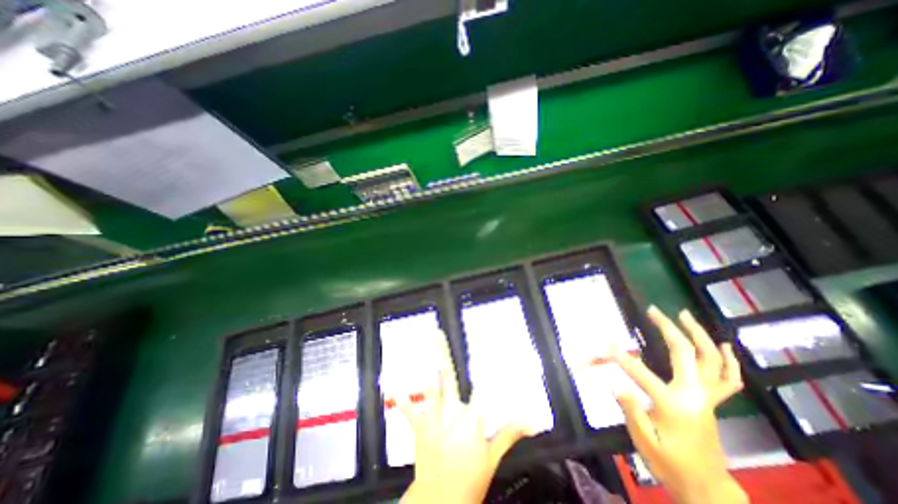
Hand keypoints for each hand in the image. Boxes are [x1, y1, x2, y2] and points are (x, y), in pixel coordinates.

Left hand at [394, 338, 531, 502]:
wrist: (438, 502)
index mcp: (470, 420)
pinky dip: (403, 399)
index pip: (481, 389)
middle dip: (443, 356)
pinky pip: (410, 410)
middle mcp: (450, 413)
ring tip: (422, 349)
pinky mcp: (421, 428)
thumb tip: (531, 423)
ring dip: (424, 366)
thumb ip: (509, 434)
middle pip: (448, 378)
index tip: (486, 351)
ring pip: (428, 387)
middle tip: (438, 336)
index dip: (484, 369)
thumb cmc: (469, 481)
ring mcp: (433, 419)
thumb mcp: (492, 457)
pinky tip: (394, 389)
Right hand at [614, 308, 748, 502]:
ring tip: (685, 314)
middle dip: (668, 329)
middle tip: (654, 311)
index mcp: (674, 405)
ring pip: (711, 360)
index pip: (641, 374)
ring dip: (698, 334)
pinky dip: (728, 360)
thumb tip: (617, 386)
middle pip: (685, 354)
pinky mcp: (712, 402)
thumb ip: (631, 411)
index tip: (606, 344)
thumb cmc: (670, 465)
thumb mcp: (644, 441)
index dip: (622, 359)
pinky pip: (728, 378)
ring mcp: (707, 397)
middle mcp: (694, 395)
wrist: (707, 489)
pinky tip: (723, 344)